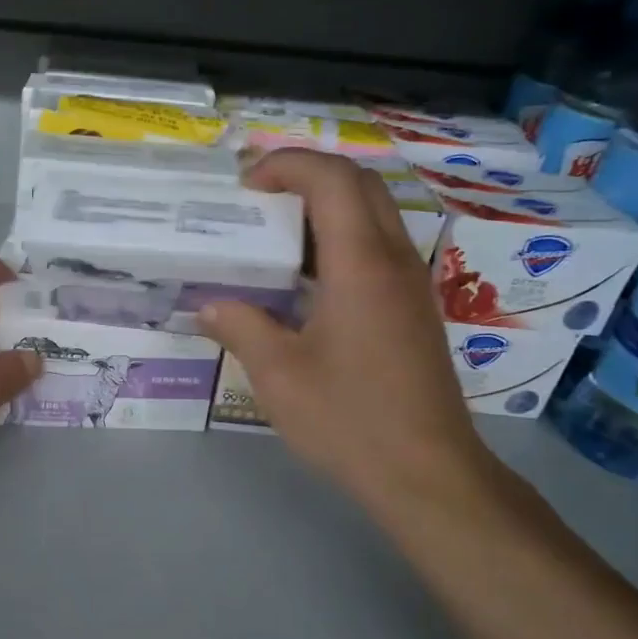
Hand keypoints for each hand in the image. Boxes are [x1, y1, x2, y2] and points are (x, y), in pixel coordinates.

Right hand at [197, 151, 498, 520]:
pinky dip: (340, 240)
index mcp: (360, 265)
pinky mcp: (414, 309)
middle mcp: (394, 260)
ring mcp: (411, 284)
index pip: (332, 179)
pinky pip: (379, 248)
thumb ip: (241, 326)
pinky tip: (305, 282)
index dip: (286, 164)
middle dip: (307, 175)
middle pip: (360, 184)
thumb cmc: (350, 420)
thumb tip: (209, 305)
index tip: (245, 186)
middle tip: (258, 199)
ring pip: (374, 214)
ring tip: (275, 236)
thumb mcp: (278, 375)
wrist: (428, 474)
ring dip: (325, 207)